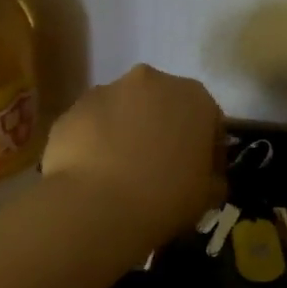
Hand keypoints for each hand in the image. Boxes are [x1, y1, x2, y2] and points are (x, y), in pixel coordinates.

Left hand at [41, 65, 224, 245]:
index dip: (207, 151)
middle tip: (159, 170)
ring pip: (124, 111)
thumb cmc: (166, 197)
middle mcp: (151, 81)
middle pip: (163, 106)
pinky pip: (92, 126)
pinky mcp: (72, 109)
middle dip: (163, 131)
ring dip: (127, 133)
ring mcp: (106, 91)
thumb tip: (206, 177)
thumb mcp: (208, 196)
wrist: (97, 206)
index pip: (209, 121)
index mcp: (195, 97)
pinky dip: (95, 143)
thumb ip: (213, 178)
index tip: (200, 177)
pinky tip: (94, 174)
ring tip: (121, 173)